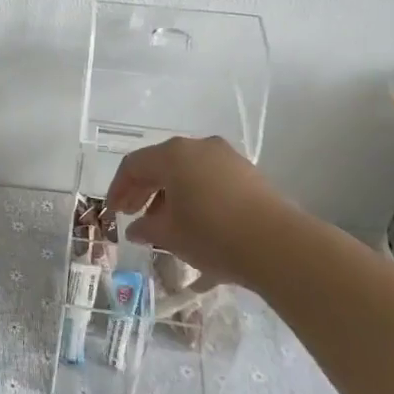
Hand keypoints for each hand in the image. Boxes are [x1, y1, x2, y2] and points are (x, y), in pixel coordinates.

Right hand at [105, 135, 296, 285]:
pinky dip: (195, 196)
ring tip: (164, 224)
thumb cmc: (212, 235)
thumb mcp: (170, 235)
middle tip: (132, 215)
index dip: (118, 189)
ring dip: (170, 194)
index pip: (133, 166)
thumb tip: (136, 228)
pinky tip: (195, 223)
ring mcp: (227, 158)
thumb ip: (146, 228)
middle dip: (143, 190)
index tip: (114, 212)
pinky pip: (210, 180)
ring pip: (187, 172)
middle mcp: (199, 147)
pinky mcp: (249, 174)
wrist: (279, 246)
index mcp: (172, 155)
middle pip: (160, 164)